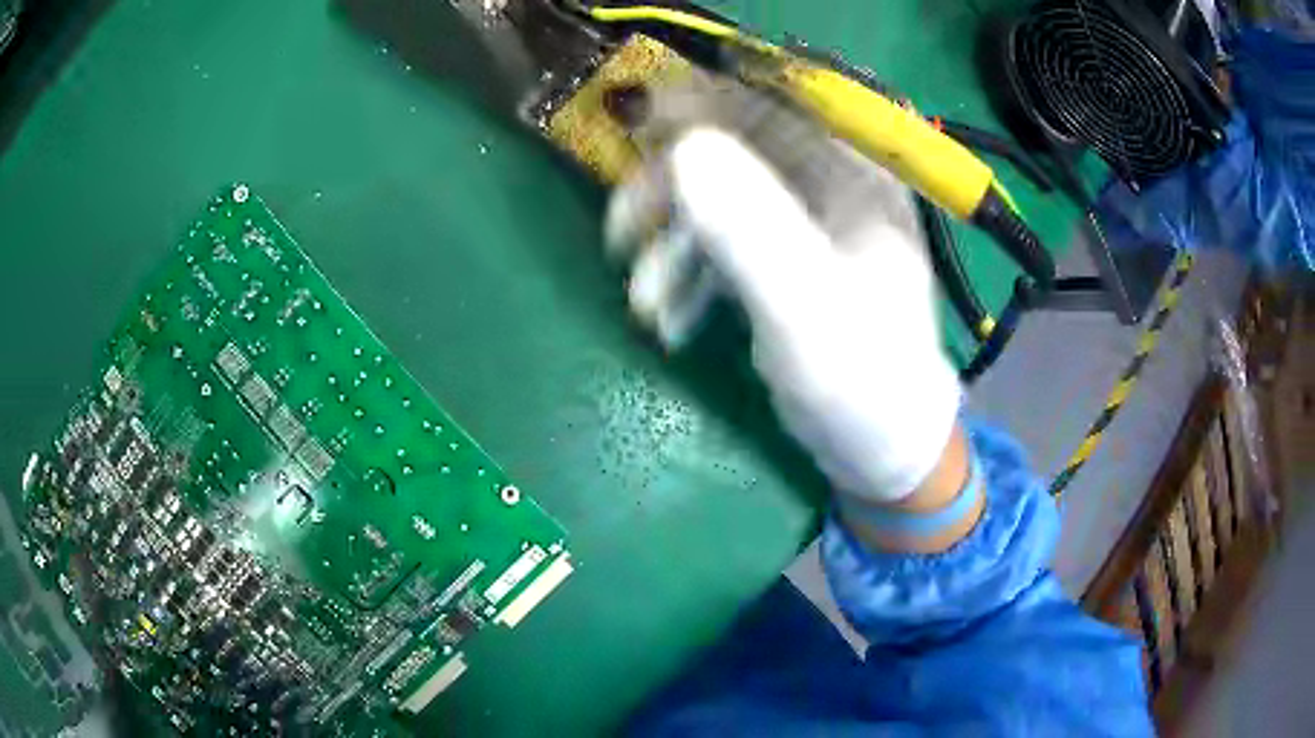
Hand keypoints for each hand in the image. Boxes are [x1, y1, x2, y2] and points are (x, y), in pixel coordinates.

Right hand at [606, 126, 963, 505]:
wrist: (879, 445)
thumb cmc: (862, 382)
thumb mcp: (807, 310)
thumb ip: (752, 231)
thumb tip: (684, 151)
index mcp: (860, 177)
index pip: (780, 107)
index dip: (708, 103)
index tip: (643, 121)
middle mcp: (835, 185)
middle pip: (739, 150)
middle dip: (673, 187)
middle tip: (622, 226)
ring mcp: (807, 221)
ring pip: (722, 199)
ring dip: (673, 241)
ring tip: (643, 300)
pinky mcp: (785, 257)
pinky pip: (725, 242)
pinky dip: (689, 272)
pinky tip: (670, 317)